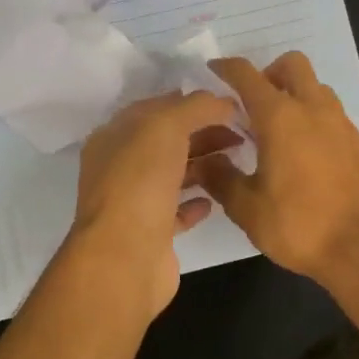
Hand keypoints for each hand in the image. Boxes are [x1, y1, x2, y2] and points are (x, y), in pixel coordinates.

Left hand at [71, 90, 239, 316]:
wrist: (125, 258)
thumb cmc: (141, 182)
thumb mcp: (167, 126)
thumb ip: (196, 107)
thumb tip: (223, 101)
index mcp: (114, 136)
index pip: (156, 108)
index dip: (192, 102)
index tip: (229, 103)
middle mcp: (120, 167)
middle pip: (168, 141)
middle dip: (204, 133)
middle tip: (243, 133)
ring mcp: (135, 201)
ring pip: (174, 174)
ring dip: (204, 165)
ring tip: (237, 160)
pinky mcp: (152, 233)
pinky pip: (177, 211)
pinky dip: (196, 202)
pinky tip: (216, 199)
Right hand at [193, 53, 358, 284]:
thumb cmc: (298, 225)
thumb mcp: (247, 208)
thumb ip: (221, 178)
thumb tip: (204, 162)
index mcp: (280, 117)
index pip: (247, 75)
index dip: (226, 68)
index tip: (213, 72)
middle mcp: (313, 109)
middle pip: (292, 65)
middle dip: (268, 73)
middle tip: (252, 104)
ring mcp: (340, 124)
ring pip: (315, 87)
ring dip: (294, 94)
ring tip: (276, 129)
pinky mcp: (357, 143)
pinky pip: (331, 113)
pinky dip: (313, 117)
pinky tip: (302, 152)